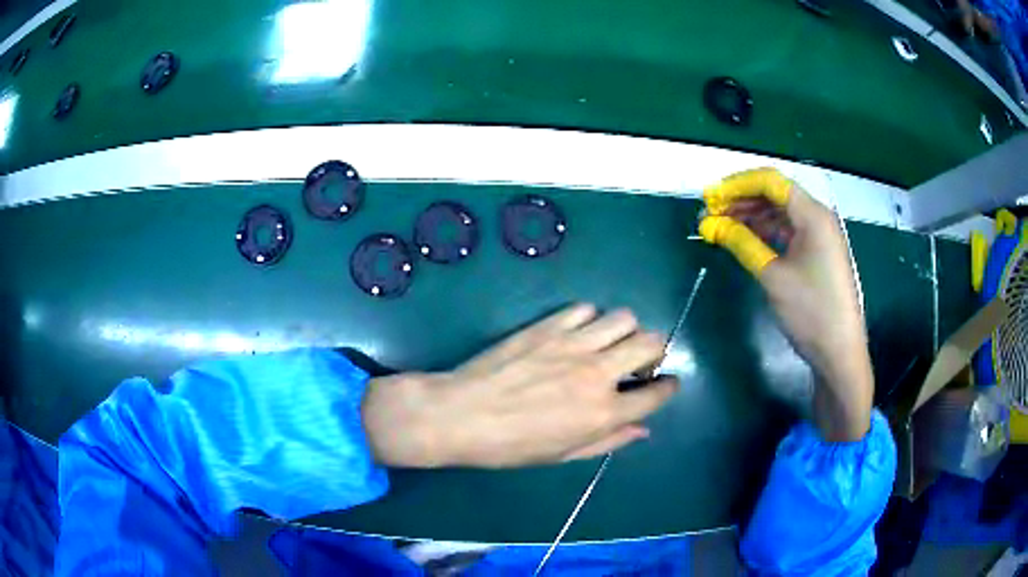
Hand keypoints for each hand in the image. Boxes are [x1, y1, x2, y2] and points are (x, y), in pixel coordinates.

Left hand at [362, 305, 678, 467]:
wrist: (461, 414)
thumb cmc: (510, 446)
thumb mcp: (563, 454)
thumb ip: (609, 440)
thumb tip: (643, 429)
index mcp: (603, 413)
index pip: (658, 392)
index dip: (669, 387)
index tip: (667, 384)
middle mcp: (598, 373)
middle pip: (651, 342)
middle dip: (655, 351)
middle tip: (638, 363)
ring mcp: (574, 344)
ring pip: (624, 318)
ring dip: (625, 331)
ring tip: (609, 344)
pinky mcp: (549, 326)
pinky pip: (585, 309)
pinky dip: (591, 319)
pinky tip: (578, 333)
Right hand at [699, 168, 872, 440]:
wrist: (839, 352)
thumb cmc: (810, 312)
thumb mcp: (773, 277)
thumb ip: (742, 243)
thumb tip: (711, 224)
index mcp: (812, 215)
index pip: (770, 181)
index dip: (737, 185)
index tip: (709, 198)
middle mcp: (817, 217)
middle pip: (775, 195)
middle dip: (740, 200)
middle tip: (710, 214)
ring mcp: (819, 236)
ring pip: (779, 213)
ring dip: (750, 216)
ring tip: (721, 227)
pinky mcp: (817, 253)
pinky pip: (787, 231)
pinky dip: (765, 232)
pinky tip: (745, 240)